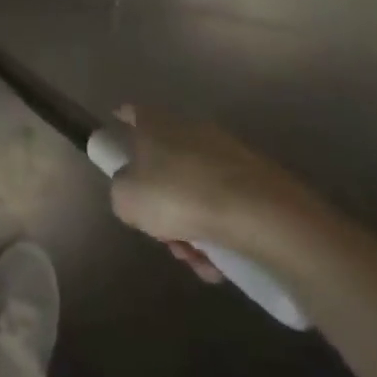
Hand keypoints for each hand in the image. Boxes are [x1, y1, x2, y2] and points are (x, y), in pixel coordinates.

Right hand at [108, 106, 323, 283]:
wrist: (259, 214)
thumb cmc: (179, 196)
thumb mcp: (126, 199)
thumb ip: (121, 192)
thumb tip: (134, 193)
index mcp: (157, 124)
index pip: (132, 113)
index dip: (122, 123)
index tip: (118, 145)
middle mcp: (191, 130)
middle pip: (165, 164)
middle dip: (161, 204)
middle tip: (163, 234)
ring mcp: (227, 154)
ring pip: (195, 192)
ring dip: (190, 227)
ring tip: (197, 258)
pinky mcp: (256, 181)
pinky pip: (225, 209)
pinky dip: (219, 234)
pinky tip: (219, 263)